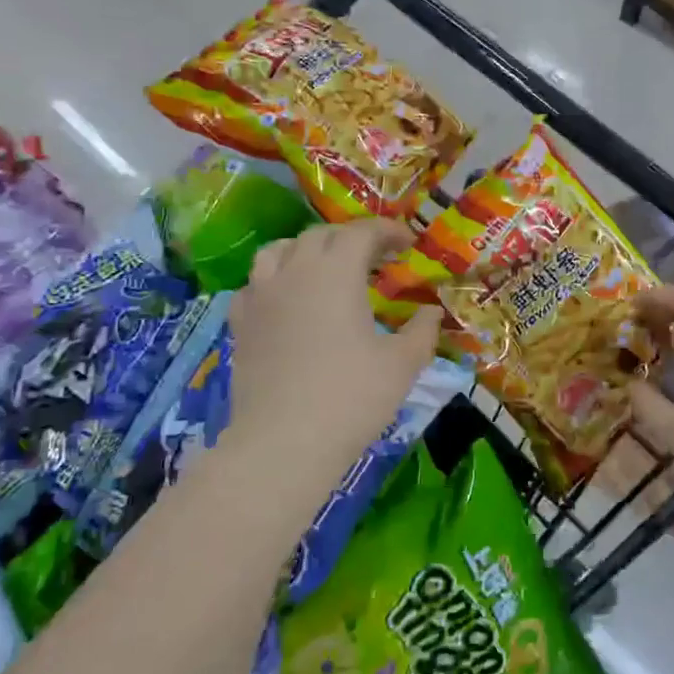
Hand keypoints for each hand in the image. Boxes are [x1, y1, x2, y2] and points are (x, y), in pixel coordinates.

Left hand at [222, 221, 443, 507]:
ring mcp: (261, 296)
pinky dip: (275, 280)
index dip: (387, 231)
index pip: (361, 233)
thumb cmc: (352, 397)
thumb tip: (432, 312)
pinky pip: (254, 285)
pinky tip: (286, 301)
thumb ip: (421, 331)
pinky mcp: (240, 324)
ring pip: (278, 251)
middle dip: (350, 239)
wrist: (284, 442)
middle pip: (320, 236)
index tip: (407, 244)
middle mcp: (294, 271)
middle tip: (374, 259)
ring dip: (307, 251)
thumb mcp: (402, 364)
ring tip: (324, 269)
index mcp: (336, 272)